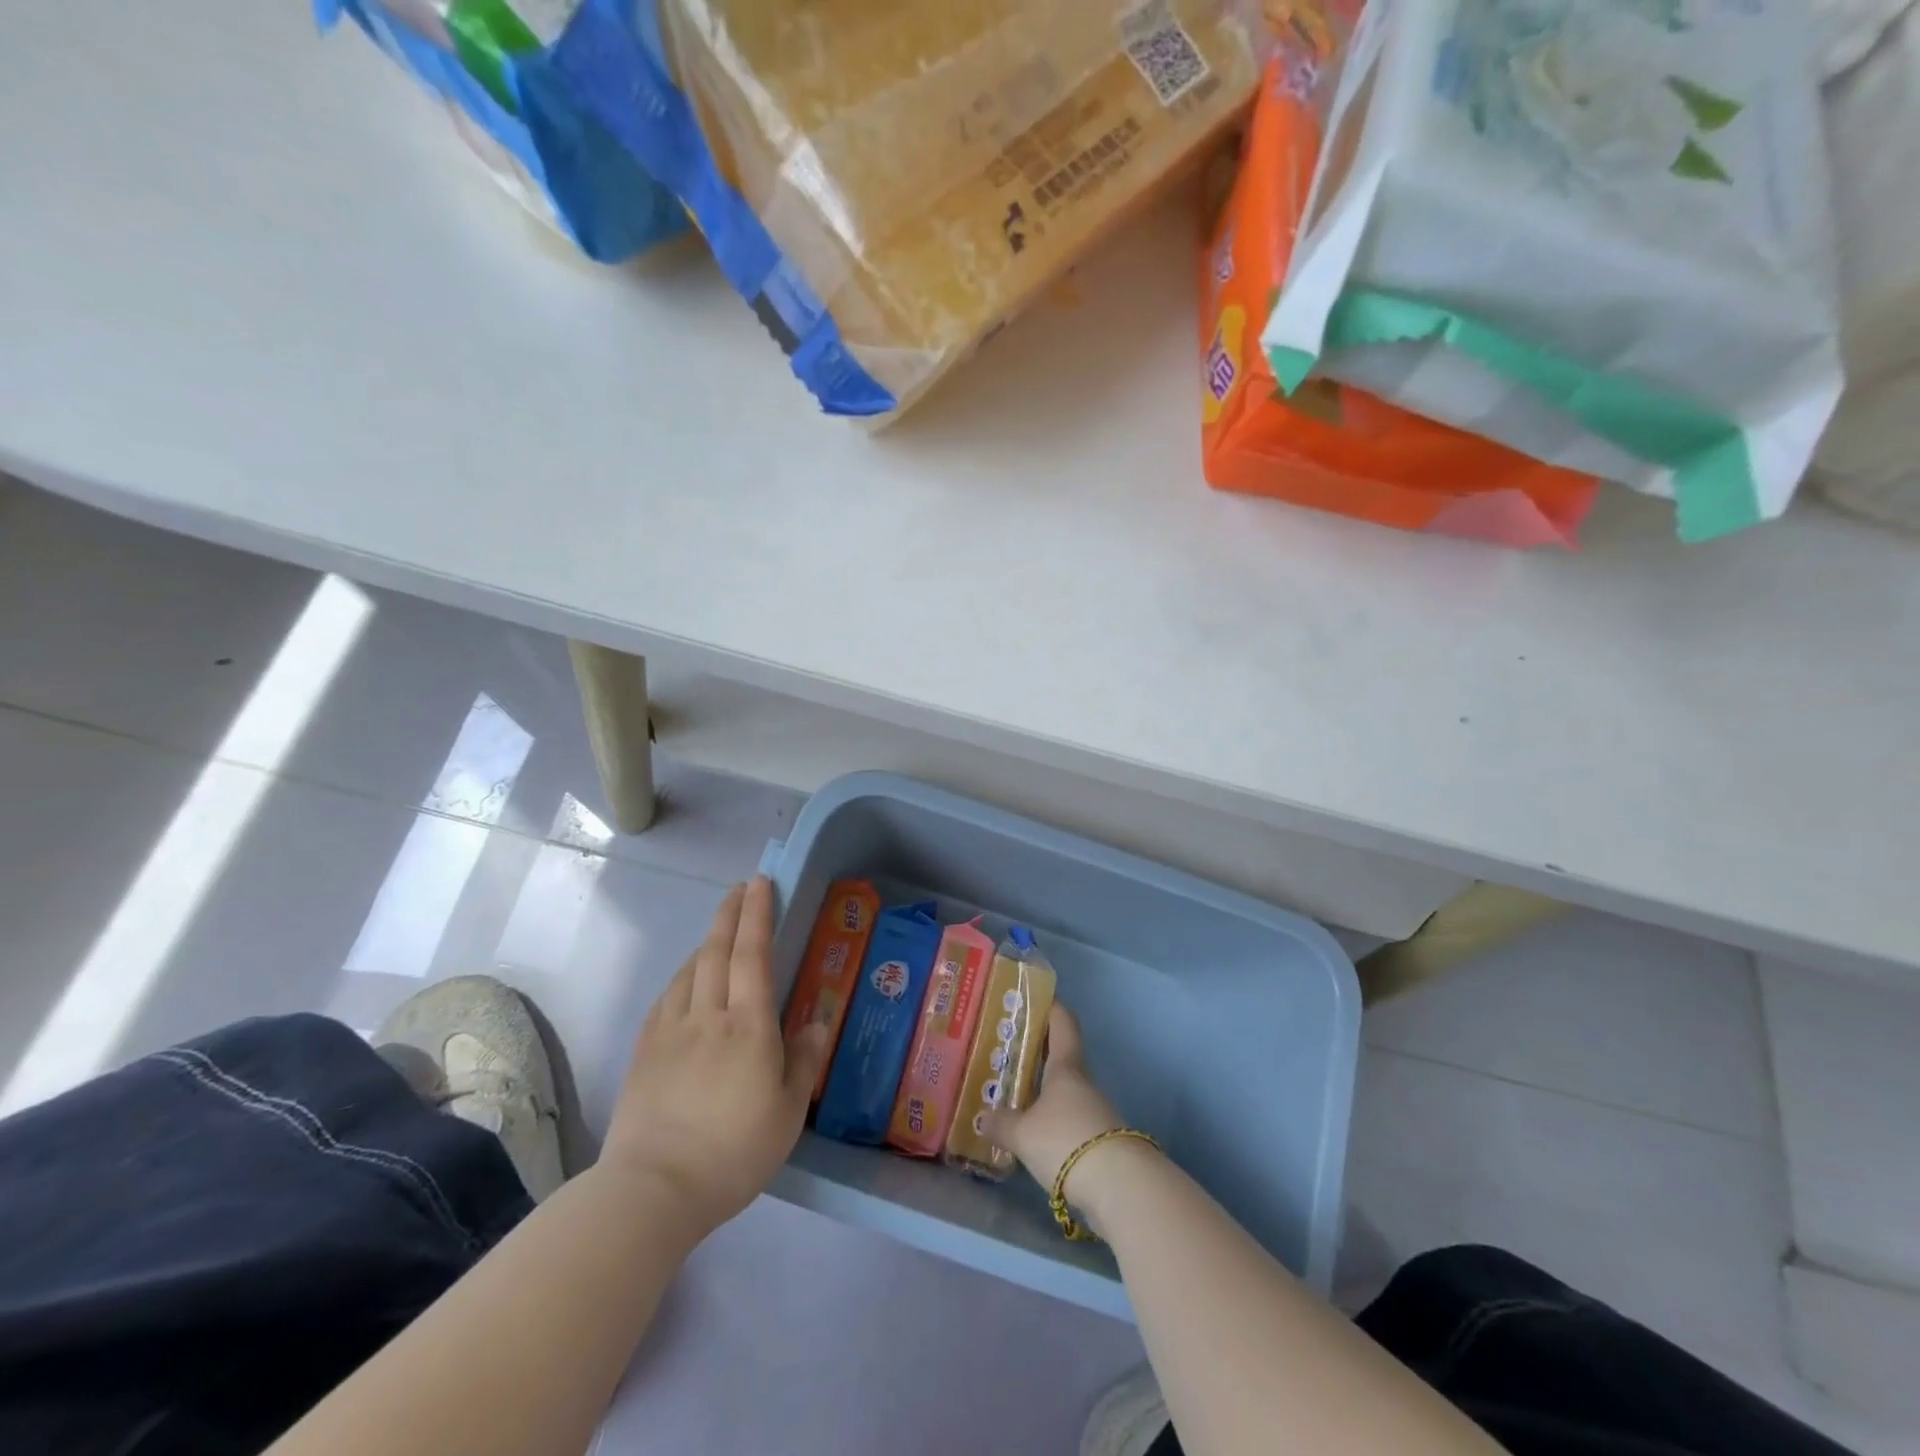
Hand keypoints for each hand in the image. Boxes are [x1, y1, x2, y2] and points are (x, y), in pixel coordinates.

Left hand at [600, 878, 830, 1234]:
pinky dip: (682, 977)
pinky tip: (686, 981)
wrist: (652, 1190)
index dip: (757, 915)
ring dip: (707, 943)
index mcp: (748, 1027)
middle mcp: (708, 1016)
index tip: (761, 884)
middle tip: (741, 887)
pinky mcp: (645, 1051)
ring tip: (720, 933)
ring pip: (690, 971)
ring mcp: (670, 1031)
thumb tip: (818, 1021)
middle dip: (730, 913)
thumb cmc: (732, 1153)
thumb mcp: (786, 1114)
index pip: (753, 955)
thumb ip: (803, 1062)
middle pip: (717, 951)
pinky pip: (667, 997)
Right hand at [983, 1003, 1126, 1193]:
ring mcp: (1094, 1111)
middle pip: (1062, 1056)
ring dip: (1043, 1088)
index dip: (1051, 1007)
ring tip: (1012, 1094)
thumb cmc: (1066, 1140)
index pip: (1063, 1022)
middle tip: (1008, 1049)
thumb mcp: (1023, 1134)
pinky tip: (1031, 1132)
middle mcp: (1082, 1082)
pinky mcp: (1098, 1140)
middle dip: (1037, 1050)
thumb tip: (983, 1117)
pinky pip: (1068, 1118)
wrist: (1119, 1186)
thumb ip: (1001, 1124)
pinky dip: (1050, 1118)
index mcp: (1066, 1067)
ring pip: (1064, 1089)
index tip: (1034, 999)